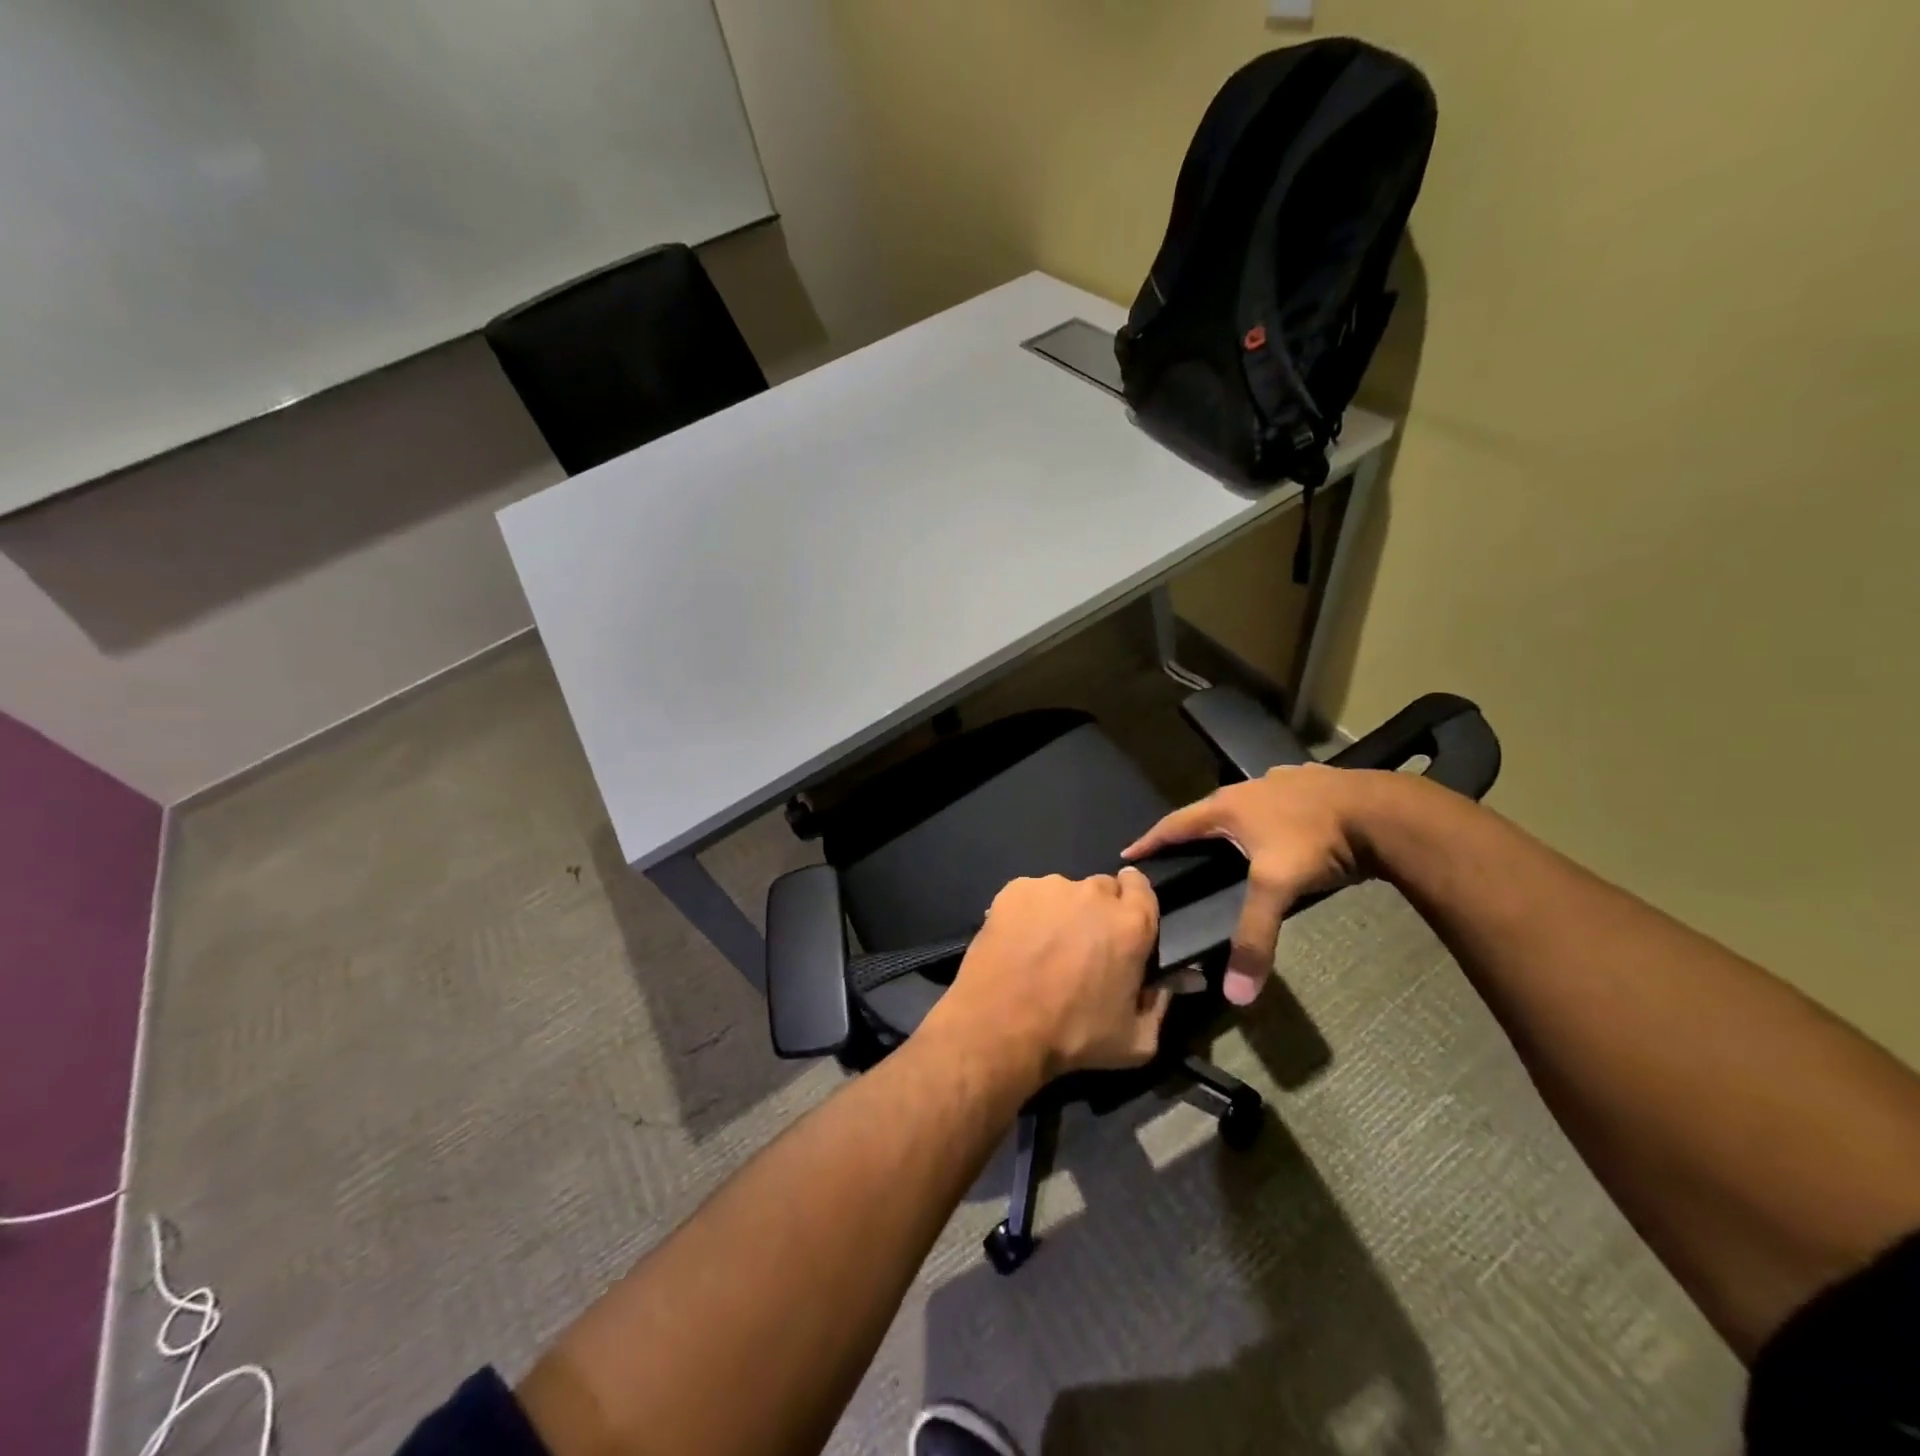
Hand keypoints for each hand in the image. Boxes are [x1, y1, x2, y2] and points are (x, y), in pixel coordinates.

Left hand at [933, 869, 1168, 1082]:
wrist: (1001, 1026)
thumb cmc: (1074, 1036)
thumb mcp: (1137, 1040)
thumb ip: (1161, 1004)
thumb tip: (1177, 982)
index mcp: (1132, 922)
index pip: (1142, 886)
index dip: (1134, 901)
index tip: (1123, 920)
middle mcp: (1093, 893)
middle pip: (1102, 888)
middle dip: (1098, 910)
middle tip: (1083, 944)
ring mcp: (1050, 887)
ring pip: (1064, 891)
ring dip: (1062, 911)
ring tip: (1044, 946)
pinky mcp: (1014, 890)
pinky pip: (1030, 895)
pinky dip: (1029, 912)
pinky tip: (1018, 942)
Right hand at [1124, 764, 1376, 1005]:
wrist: (1382, 811)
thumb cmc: (1316, 843)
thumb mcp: (1278, 889)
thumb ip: (1254, 937)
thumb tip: (1235, 993)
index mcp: (1229, 807)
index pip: (1176, 824)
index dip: (1151, 839)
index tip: (1128, 852)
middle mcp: (1249, 787)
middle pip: (1208, 809)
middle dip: (1191, 829)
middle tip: (1179, 850)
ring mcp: (1282, 780)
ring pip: (1246, 801)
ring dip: (1233, 818)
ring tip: (1230, 840)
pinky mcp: (1312, 781)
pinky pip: (1279, 797)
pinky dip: (1271, 812)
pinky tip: (1283, 825)